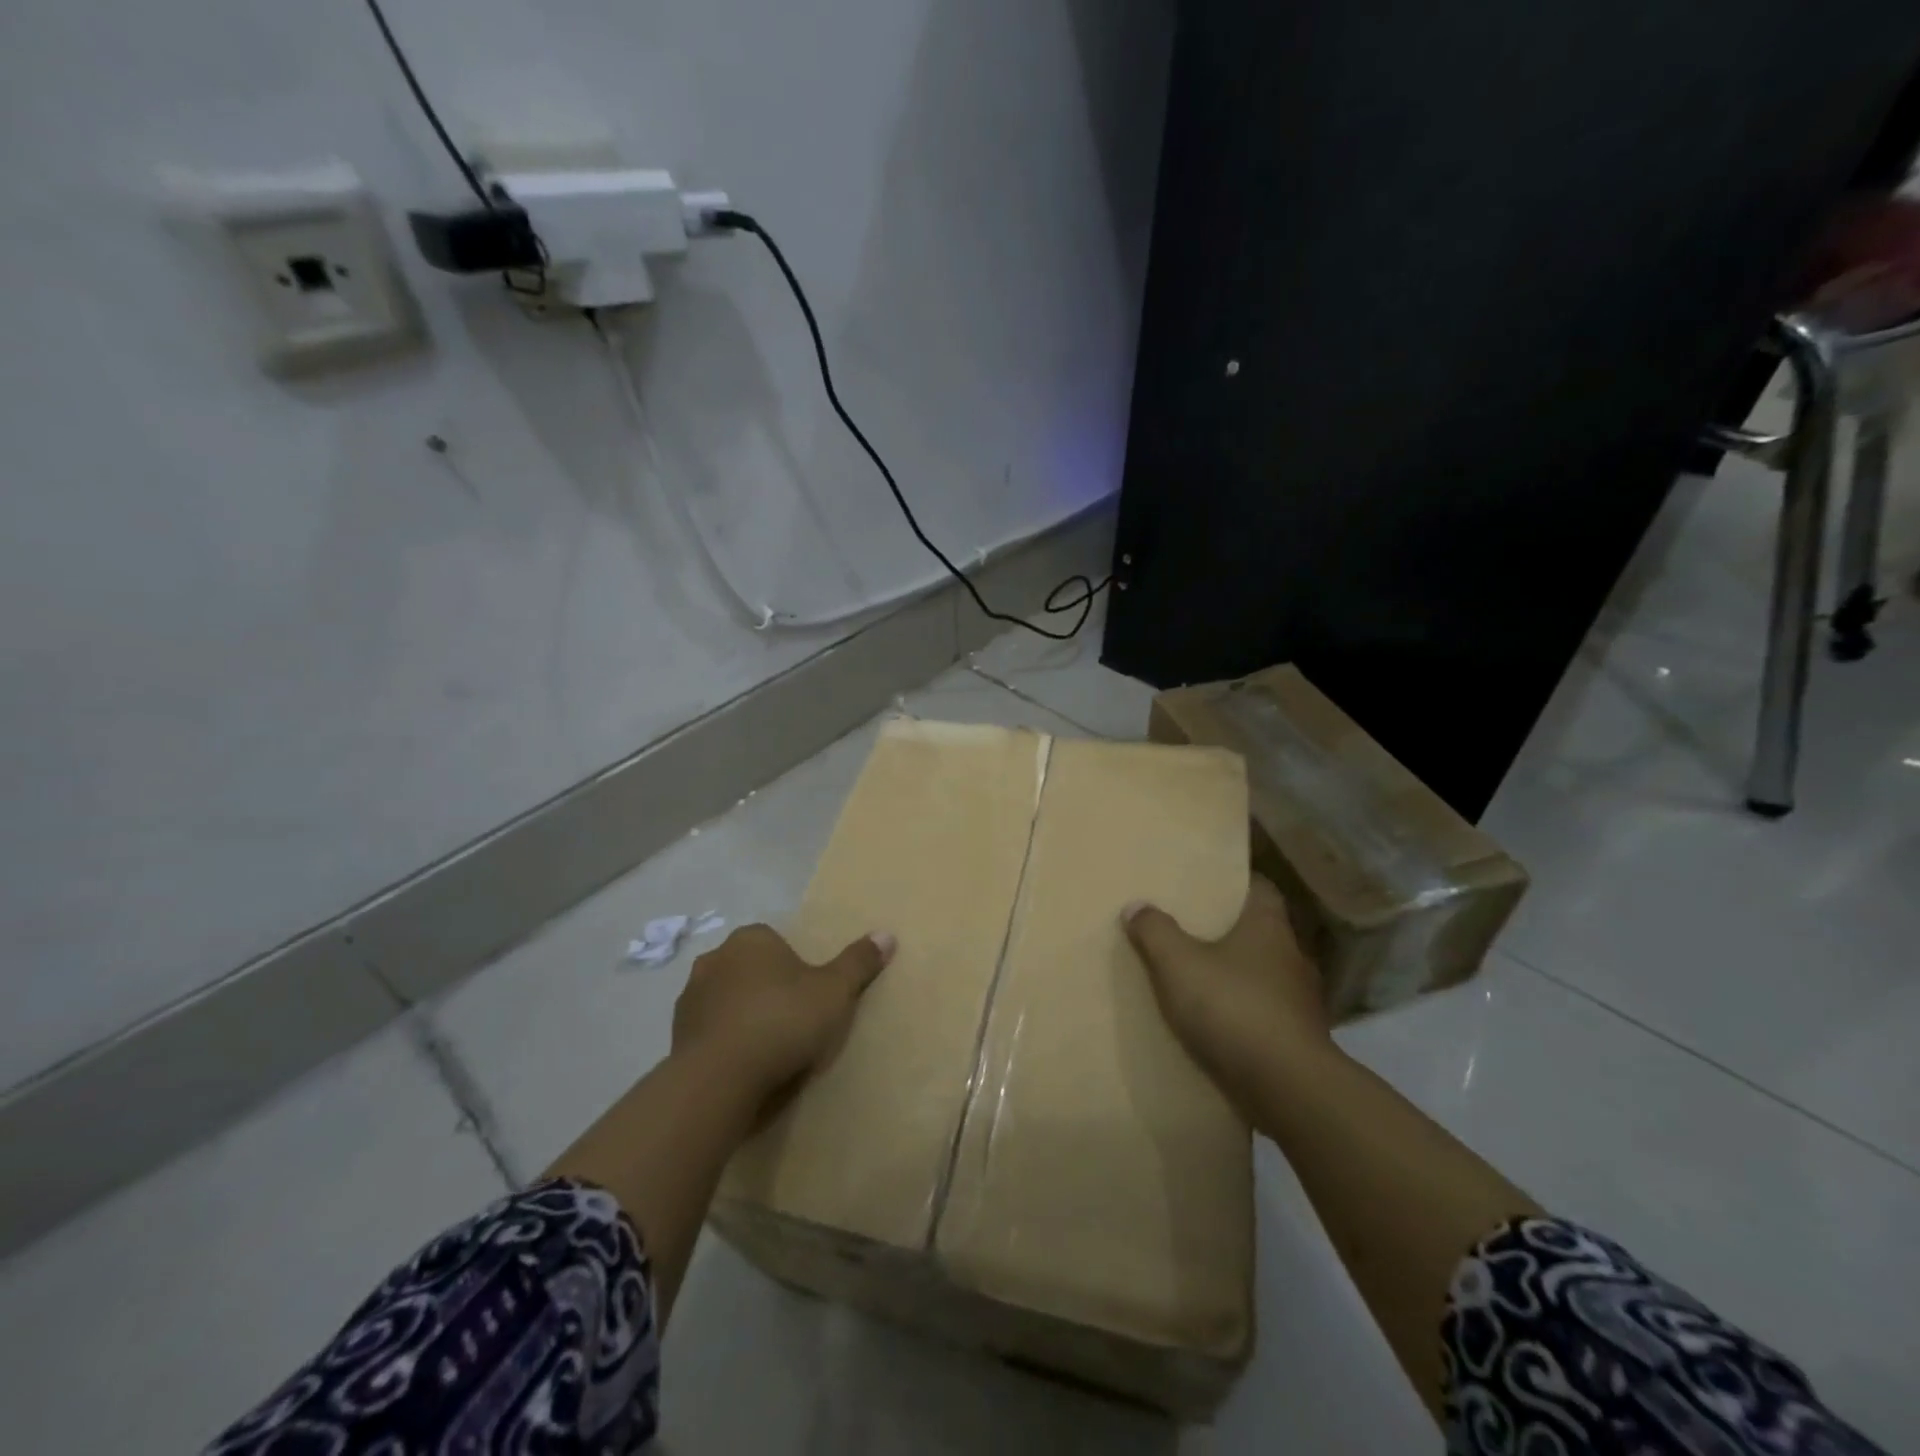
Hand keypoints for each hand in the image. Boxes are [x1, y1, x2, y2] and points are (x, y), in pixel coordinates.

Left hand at [671, 923, 894, 1104]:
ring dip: (743, 1016)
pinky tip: (744, 1067)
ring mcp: (691, 997)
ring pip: (727, 1000)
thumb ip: (859, 963)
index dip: (796, 968)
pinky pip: (710, 1031)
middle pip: (750, 969)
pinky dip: (725, 1042)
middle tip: (793, 1022)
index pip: (776, 942)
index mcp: (752, 939)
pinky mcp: (676, 1035)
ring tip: (769, 1049)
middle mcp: (715, 958)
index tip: (810, 997)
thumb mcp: (835, 992)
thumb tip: (886, 934)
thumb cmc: (782, 1021)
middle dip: (767, 989)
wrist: (719, 1078)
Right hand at [1123, 877, 1330, 1110]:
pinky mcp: (1300, 1040)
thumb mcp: (1178, 964)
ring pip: (1265, 975)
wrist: (1288, 1088)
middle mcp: (1292, 956)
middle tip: (1193, 928)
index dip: (1237, 883)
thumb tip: (1136, 905)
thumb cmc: (1233, 1008)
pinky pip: (1267, 1014)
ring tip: (1201, 978)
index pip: (1261, 888)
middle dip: (1231, 930)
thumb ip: (1155, 931)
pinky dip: (1246, 1014)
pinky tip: (1219, 1024)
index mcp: (1269, 927)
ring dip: (1239, 976)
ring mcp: (1301, 1000)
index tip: (1210, 883)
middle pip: (1262, 932)